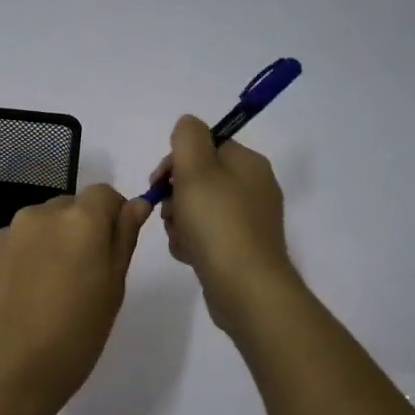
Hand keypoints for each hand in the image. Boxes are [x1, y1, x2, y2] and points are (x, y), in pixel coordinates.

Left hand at [0, 184, 151, 414]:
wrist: (6, 371)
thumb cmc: (74, 336)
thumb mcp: (113, 289)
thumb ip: (123, 239)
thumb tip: (136, 204)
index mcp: (80, 219)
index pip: (105, 194)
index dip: (115, 215)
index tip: (115, 251)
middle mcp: (44, 213)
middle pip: (74, 205)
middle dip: (86, 228)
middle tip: (90, 275)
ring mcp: (13, 230)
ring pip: (48, 221)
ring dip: (60, 240)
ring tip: (59, 288)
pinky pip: (26, 238)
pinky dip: (36, 253)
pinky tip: (33, 292)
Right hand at [153, 115, 297, 329]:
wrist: (245, 288)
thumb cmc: (217, 223)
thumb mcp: (196, 169)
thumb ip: (187, 137)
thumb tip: (187, 126)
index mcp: (249, 164)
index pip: (206, 145)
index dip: (176, 160)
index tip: (160, 181)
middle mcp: (254, 188)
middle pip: (199, 178)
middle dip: (175, 194)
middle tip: (169, 212)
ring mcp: (249, 221)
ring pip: (198, 209)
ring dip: (179, 221)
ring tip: (179, 238)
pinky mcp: (241, 250)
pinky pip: (206, 236)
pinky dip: (191, 242)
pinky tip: (187, 254)